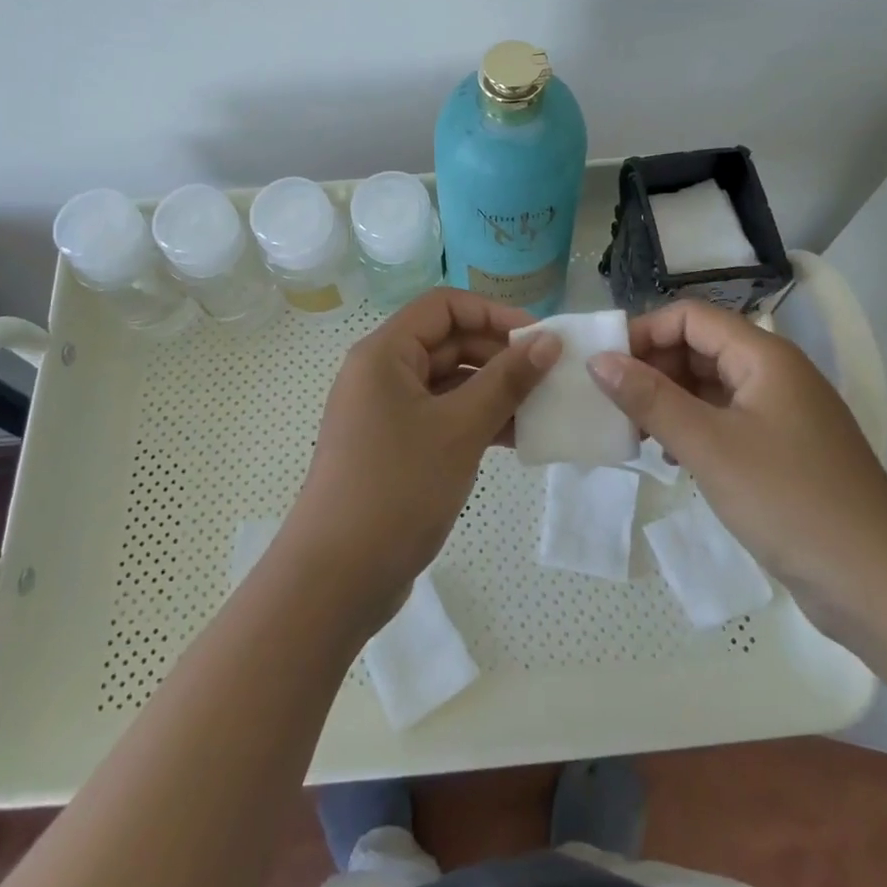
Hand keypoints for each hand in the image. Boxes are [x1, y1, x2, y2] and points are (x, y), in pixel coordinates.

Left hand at [280, 288, 561, 627]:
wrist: (336, 579)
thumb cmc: (397, 488)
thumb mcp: (459, 429)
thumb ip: (507, 380)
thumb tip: (548, 340)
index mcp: (385, 353)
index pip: (444, 306)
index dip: (493, 313)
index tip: (539, 338)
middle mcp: (382, 373)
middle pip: (448, 342)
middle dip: (500, 355)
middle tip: (550, 377)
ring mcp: (387, 412)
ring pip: (449, 383)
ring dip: (494, 391)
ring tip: (543, 409)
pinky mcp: (395, 447)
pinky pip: (442, 417)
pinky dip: (476, 421)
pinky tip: (516, 438)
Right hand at [588, 300, 886, 608]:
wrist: (883, 587)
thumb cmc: (791, 502)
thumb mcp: (710, 446)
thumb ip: (650, 399)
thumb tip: (598, 359)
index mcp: (764, 356)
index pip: (691, 317)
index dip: (645, 332)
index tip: (605, 367)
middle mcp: (774, 374)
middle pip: (700, 347)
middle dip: (653, 368)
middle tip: (614, 406)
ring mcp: (781, 414)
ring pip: (711, 386)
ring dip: (669, 400)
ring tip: (635, 433)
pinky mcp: (783, 451)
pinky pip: (726, 420)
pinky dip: (693, 428)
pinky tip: (672, 457)